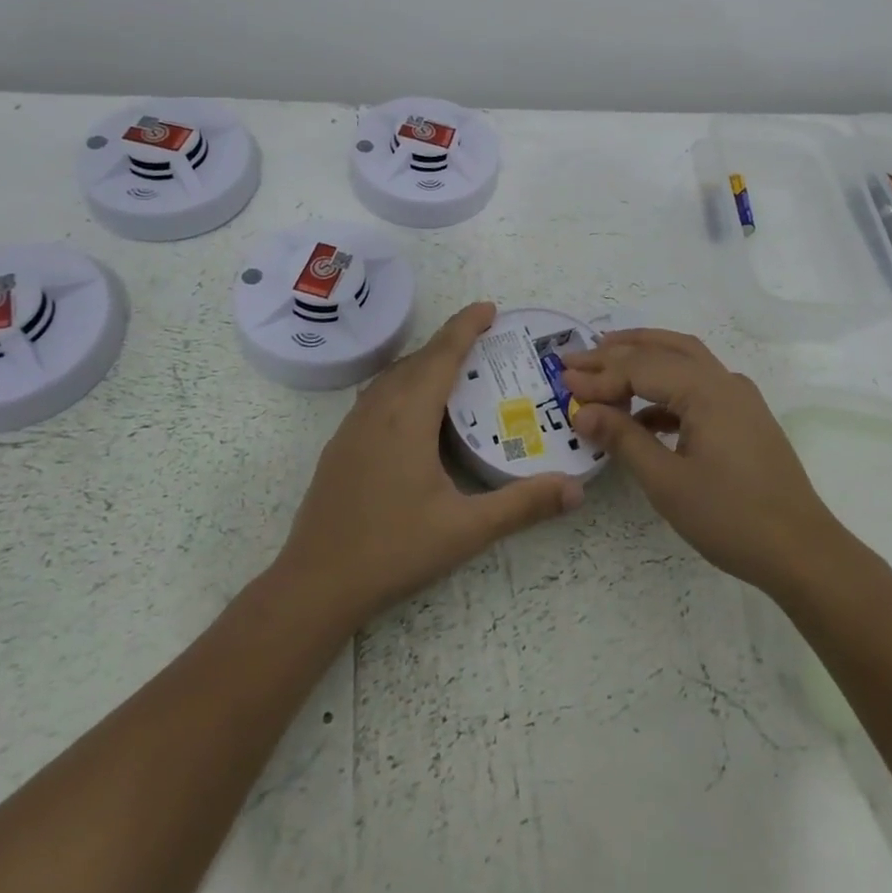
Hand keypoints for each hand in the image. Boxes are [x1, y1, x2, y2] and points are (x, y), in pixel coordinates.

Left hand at [276, 302, 583, 627]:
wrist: (315, 585)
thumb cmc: (393, 550)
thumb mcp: (466, 529)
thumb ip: (523, 505)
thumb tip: (576, 490)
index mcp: (408, 418)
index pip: (441, 356)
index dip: (466, 327)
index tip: (490, 307)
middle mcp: (378, 411)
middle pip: (416, 359)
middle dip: (449, 341)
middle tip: (484, 339)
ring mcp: (352, 428)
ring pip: (391, 376)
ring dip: (423, 362)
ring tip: (453, 368)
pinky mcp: (340, 446)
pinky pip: (376, 396)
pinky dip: (401, 384)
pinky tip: (412, 411)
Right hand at [561, 329, 842, 597]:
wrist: (802, 551)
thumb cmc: (731, 517)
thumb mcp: (667, 482)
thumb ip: (623, 439)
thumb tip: (582, 411)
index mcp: (706, 390)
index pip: (641, 368)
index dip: (599, 375)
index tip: (562, 381)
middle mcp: (724, 381)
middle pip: (664, 350)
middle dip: (618, 351)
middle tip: (577, 358)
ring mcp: (739, 397)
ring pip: (685, 360)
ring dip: (645, 359)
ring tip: (606, 367)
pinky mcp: (745, 417)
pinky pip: (698, 386)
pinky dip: (666, 389)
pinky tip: (644, 413)